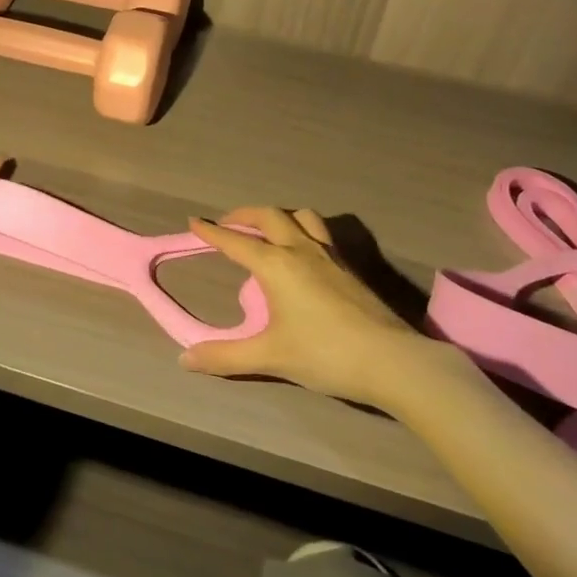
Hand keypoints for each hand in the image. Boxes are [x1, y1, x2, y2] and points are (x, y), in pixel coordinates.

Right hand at [180, 207, 434, 407]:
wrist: (392, 360)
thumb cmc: (325, 354)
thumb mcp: (271, 358)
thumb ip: (226, 357)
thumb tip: (185, 359)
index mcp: (277, 265)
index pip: (236, 242)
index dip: (212, 232)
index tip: (194, 222)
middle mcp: (301, 250)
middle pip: (269, 216)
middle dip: (244, 215)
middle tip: (228, 223)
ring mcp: (330, 256)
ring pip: (302, 217)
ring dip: (279, 216)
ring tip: (269, 229)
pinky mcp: (351, 267)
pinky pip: (321, 233)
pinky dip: (303, 230)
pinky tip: (305, 253)